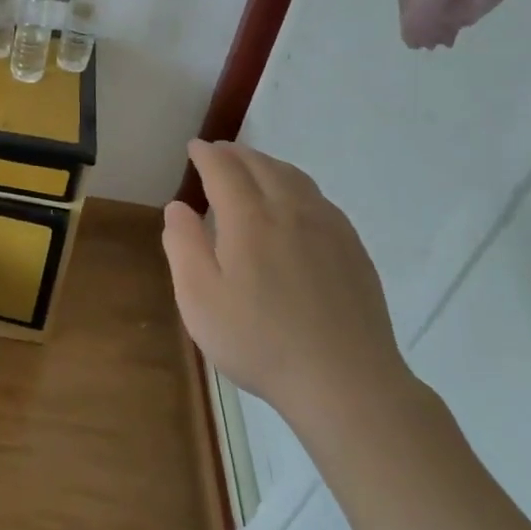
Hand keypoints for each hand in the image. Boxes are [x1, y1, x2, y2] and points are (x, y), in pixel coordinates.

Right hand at [164, 140, 417, 436]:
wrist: (346, 382)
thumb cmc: (259, 341)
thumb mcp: (199, 299)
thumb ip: (183, 246)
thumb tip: (178, 206)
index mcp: (249, 219)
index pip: (224, 170)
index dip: (207, 155)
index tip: (195, 147)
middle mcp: (291, 211)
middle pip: (262, 166)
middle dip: (236, 153)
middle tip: (218, 151)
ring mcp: (328, 228)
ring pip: (295, 178)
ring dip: (268, 164)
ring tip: (252, 167)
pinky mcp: (352, 249)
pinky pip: (319, 198)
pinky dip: (296, 185)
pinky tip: (294, 202)